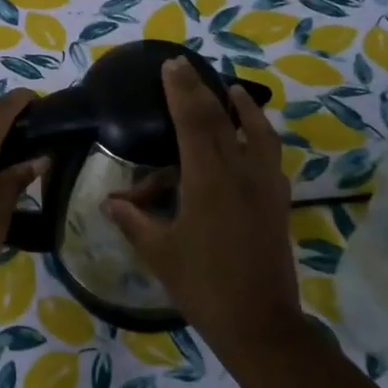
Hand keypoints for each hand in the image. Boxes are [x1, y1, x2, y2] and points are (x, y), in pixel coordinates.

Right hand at [105, 59, 299, 352]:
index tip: (171, 65)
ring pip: (258, 132)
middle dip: (201, 89)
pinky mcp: (278, 201)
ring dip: (243, 107)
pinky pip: (271, 155)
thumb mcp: (159, 252)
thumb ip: (133, 222)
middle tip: (186, 65)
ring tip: (232, 90)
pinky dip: (261, 135)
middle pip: (221, 118)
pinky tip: (253, 139)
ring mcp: (265, 186)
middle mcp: (240, 173)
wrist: (259, 322)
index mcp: (208, 180)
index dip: (181, 91)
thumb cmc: (202, 285)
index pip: (193, 121)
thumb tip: (109, 203)